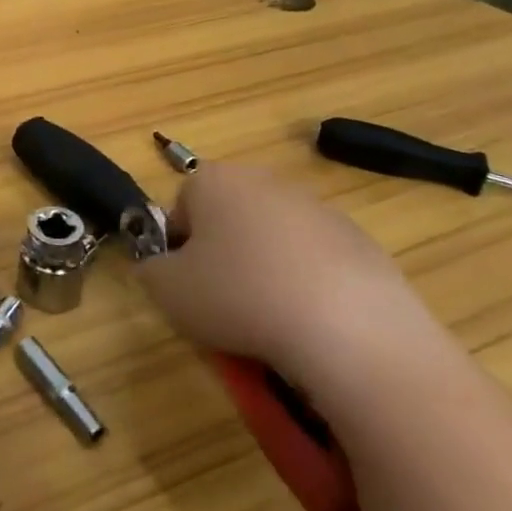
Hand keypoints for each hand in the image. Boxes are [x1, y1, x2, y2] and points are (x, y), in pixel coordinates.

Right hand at [136, 163, 440, 392]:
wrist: (350, 330)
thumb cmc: (239, 297)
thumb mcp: (166, 291)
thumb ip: (150, 270)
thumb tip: (162, 268)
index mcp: (213, 180)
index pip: (180, 209)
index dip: (177, 251)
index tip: (186, 288)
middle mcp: (264, 181)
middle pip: (228, 221)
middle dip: (223, 259)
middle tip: (223, 307)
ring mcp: (318, 209)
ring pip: (273, 244)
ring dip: (265, 275)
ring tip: (270, 325)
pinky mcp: (361, 242)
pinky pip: (317, 266)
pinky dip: (309, 290)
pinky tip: (312, 327)